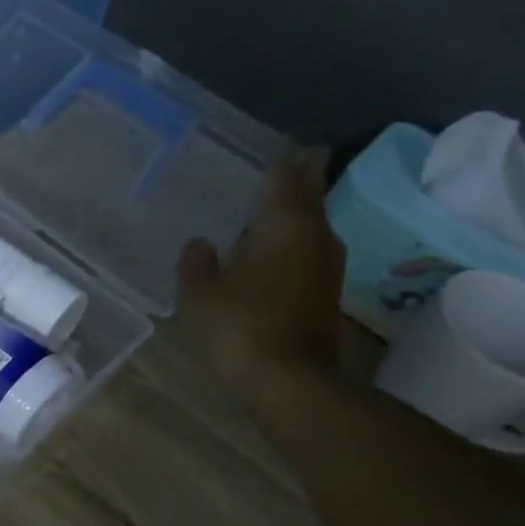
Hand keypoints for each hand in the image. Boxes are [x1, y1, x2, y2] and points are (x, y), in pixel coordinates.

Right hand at [176, 153, 345, 389]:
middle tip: (277, 165)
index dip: (282, 157)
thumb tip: (200, 245)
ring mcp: (327, 265)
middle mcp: (316, 235)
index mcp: (285, 224)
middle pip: (309, 194)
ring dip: (294, 213)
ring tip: (266, 207)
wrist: (290, 381)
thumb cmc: (241, 327)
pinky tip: (270, 250)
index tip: (276, 144)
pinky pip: (309, 250)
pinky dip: (293, 241)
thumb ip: (196, 263)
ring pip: (312, 224)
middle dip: (296, 178)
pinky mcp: (327, 291)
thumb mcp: (200, 294)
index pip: (287, 175)